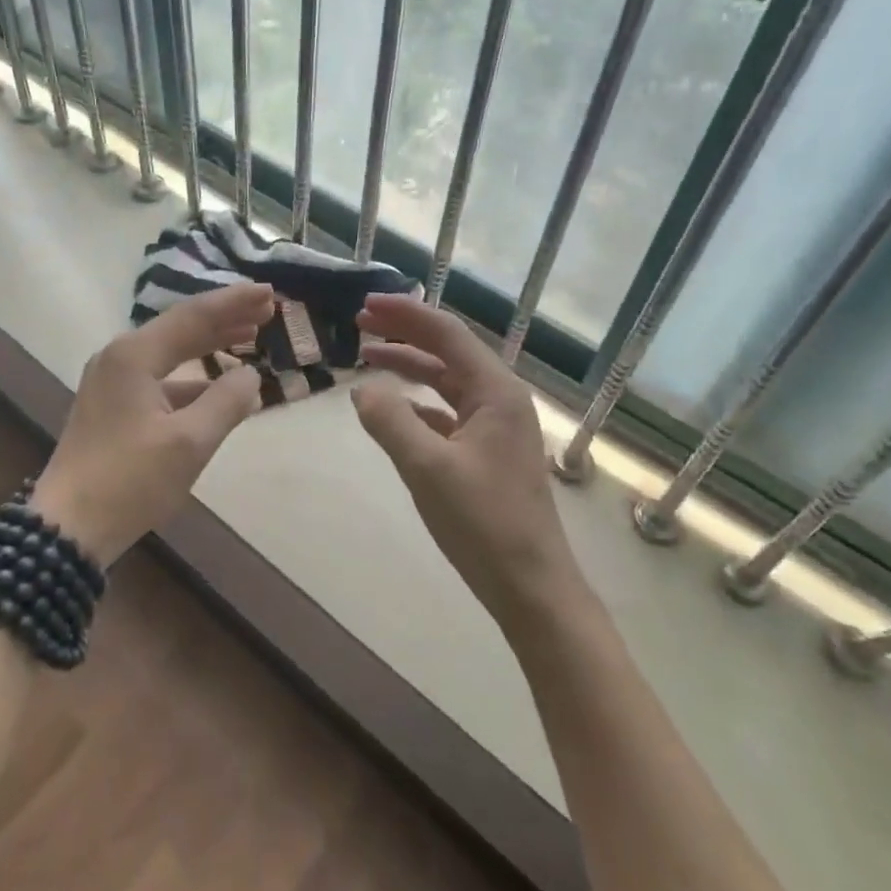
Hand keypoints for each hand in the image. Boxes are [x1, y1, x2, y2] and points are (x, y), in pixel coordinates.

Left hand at [30, 282, 273, 562]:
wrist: (68, 528)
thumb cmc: (130, 481)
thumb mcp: (190, 442)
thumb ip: (227, 402)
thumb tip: (250, 376)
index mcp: (134, 355)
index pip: (194, 316)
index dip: (235, 302)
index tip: (269, 291)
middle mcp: (120, 358)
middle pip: (181, 328)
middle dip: (225, 318)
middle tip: (267, 309)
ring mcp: (112, 382)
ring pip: (171, 353)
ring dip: (210, 345)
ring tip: (249, 337)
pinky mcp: (112, 406)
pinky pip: (161, 378)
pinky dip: (193, 378)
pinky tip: (218, 388)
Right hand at [352, 295, 583, 632]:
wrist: (530, 585)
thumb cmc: (483, 523)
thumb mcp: (427, 468)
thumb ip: (390, 421)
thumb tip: (363, 389)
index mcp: (495, 391)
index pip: (446, 334)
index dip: (404, 314)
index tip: (365, 304)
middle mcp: (500, 399)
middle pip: (448, 351)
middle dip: (405, 333)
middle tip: (360, 323)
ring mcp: (496, 426)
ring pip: (447, 381)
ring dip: (410, 366)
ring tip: (368, 357)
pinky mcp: (488, 452)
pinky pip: (448, 412)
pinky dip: (418, 403)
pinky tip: (393, 409)